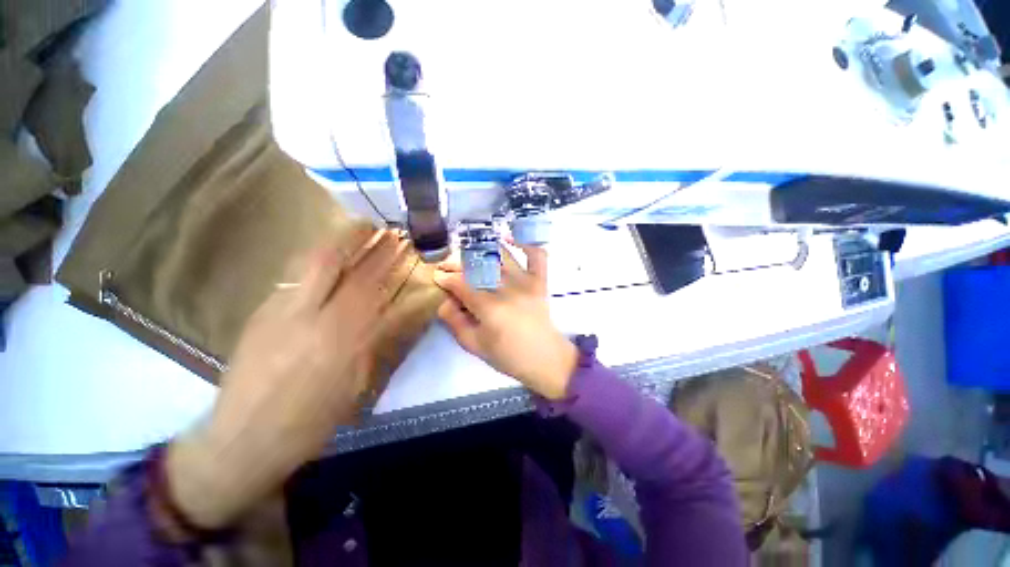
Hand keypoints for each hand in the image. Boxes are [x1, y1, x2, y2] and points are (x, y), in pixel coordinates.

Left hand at [167, 229, 411, 528]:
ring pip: (309, 263)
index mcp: (338, 340)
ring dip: (336, 241)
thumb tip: (394, 312)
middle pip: (334, 263)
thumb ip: (375, 341)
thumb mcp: (356, 385)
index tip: (400, 243)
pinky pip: (293, 276)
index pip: (369, 287)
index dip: (386, 261)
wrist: (243, 439)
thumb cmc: (311, 419)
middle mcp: (308, 317)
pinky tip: (328, 257)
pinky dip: (316, 259)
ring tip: (355, 229)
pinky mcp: (260, 314)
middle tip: (379, 225)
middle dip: (360, 238)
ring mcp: (278, 312)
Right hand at [433, 245, 577, 399]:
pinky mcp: (540, 280)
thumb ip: (455, 322)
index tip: (438, 278)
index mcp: (490, 307)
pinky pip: (536, 255)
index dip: (446, 279)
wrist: (544, 358)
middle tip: (449, 268)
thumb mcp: (474, 345)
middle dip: (457, 264)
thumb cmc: (508, 356)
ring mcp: (526, 281)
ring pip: (501, 255)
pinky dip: (525, 243)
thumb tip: (444, 301)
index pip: (461, 284)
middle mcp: (507, 288)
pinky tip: (510, 240)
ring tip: (470, 256)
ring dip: (482, 251)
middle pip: (477, 266)